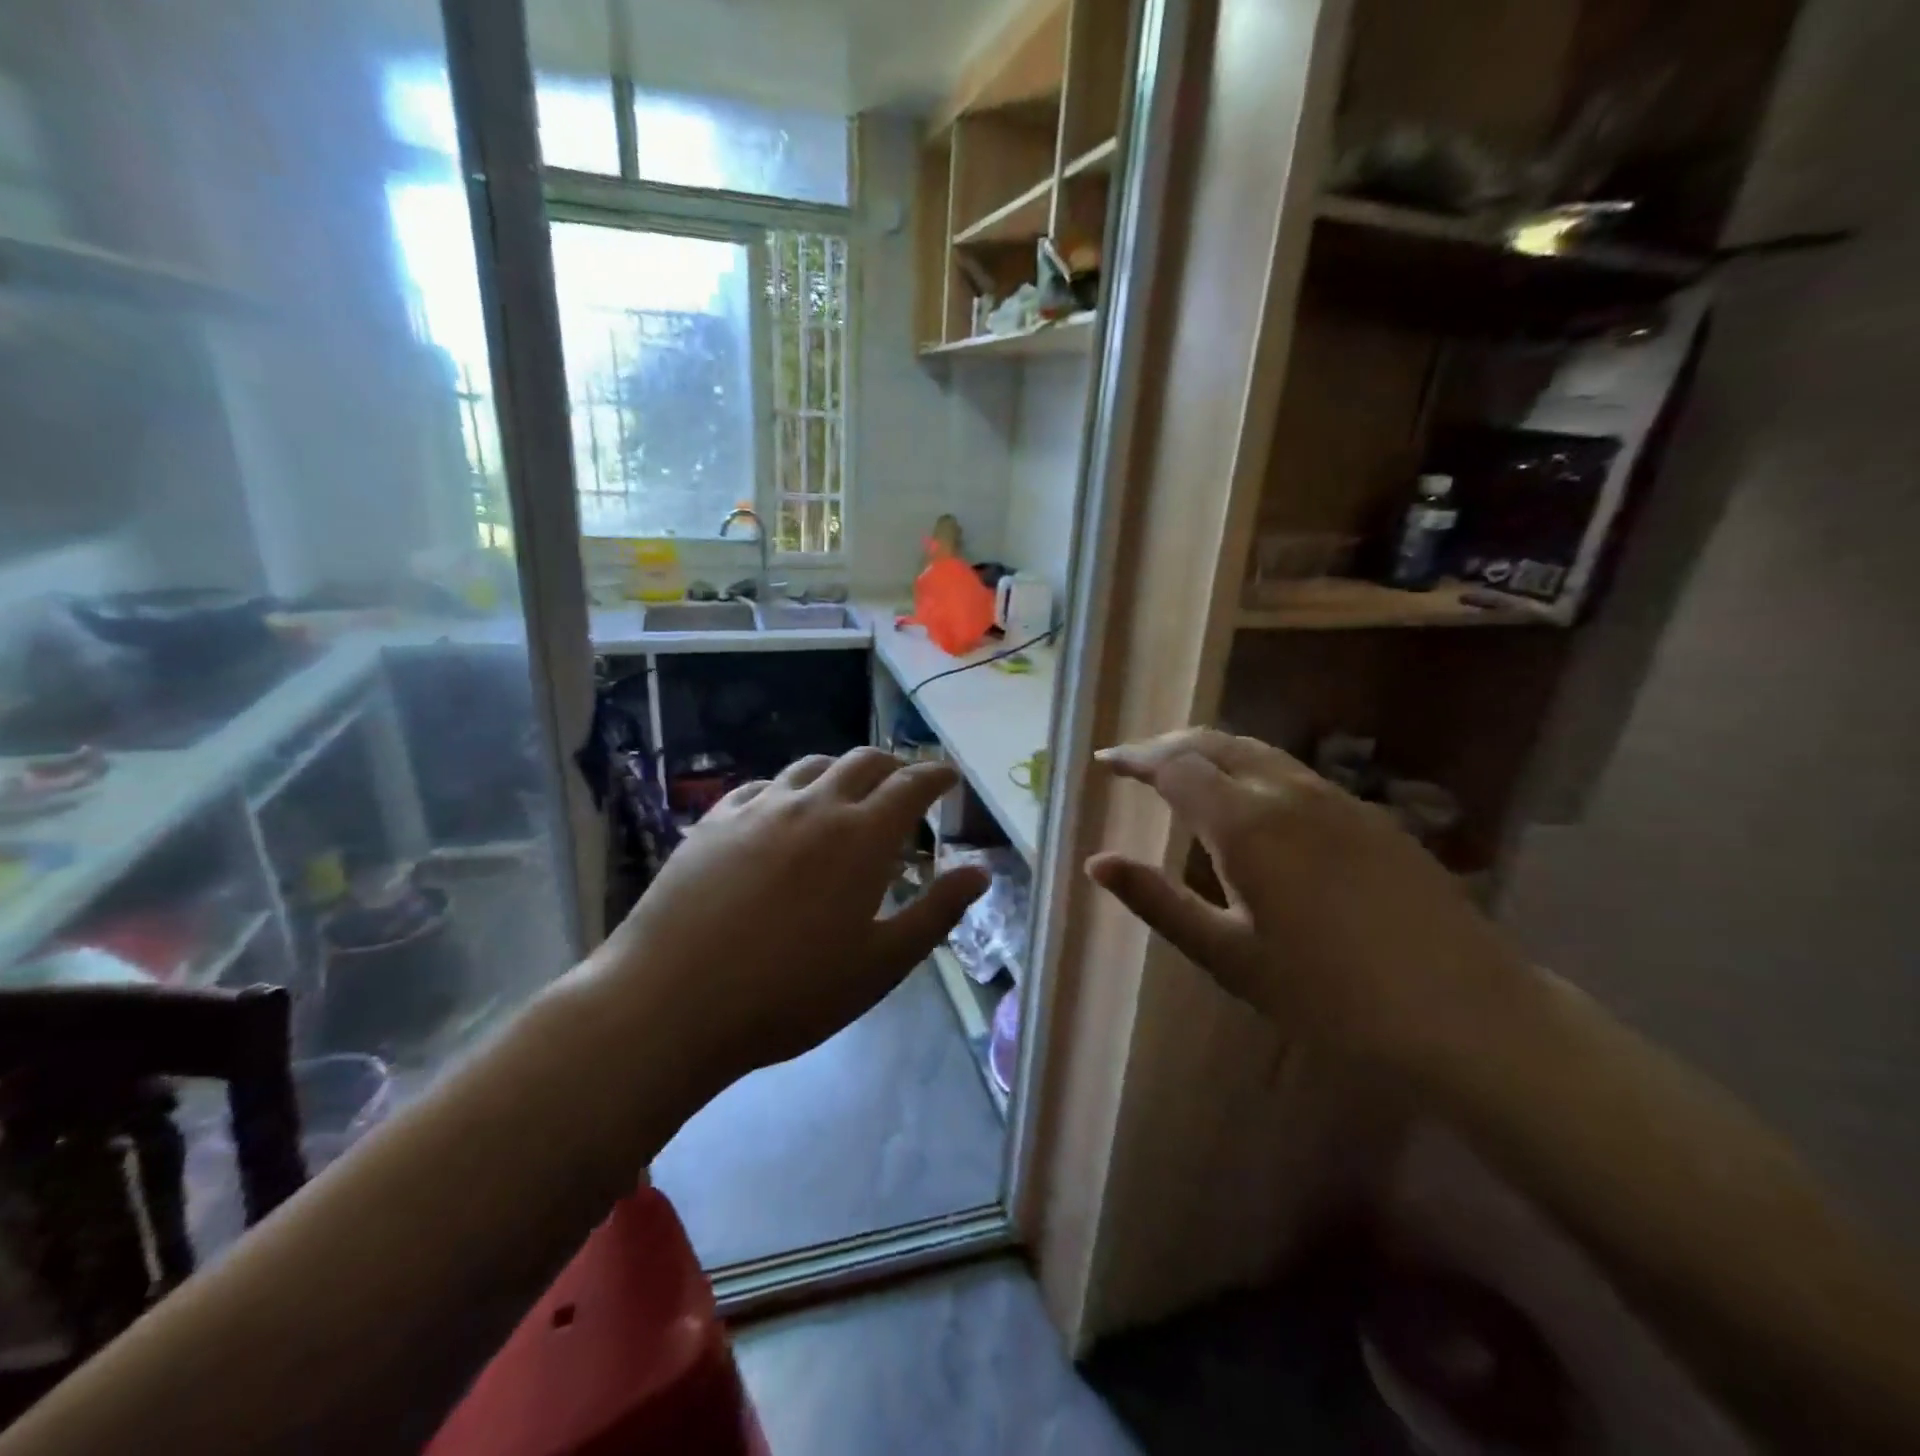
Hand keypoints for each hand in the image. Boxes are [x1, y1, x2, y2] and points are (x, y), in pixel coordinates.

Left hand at [593, 748, 989, 1091]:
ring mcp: (759, 807)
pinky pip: (762, 786)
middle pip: (864, 761)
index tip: (949, 776)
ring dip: (841, 771)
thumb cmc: (790, 992)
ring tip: (847, 794)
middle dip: (894, 765)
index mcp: (862, 836)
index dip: (936, 774)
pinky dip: (788, 789)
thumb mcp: (881, 964)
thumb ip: (936, 912)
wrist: (671, 1002)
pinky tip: (782, 812)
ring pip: (812, 765)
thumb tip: (981, 872)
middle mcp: (814, 805)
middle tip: (905, 785)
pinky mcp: (714, 821)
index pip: (912, 784)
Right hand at [1086, 728, 1530, 1069]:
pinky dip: (1250, 771)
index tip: (1104, 763)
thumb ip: (1158, 901)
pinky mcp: (1372, 817)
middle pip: (1215, 743)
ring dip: (1210, 753)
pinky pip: (1293, 773)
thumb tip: (1096, 862)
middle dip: (1167, 746)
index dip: (1134, 760)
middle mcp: (1290, 793)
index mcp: (1247, 824)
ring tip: (1181, 776)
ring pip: (1258, 753)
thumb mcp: (1229, 956)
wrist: (1468, 1018)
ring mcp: (1338, 799)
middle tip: (1134, 764)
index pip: (1175, 766)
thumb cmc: (1330, 998)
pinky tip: (1249, 805)